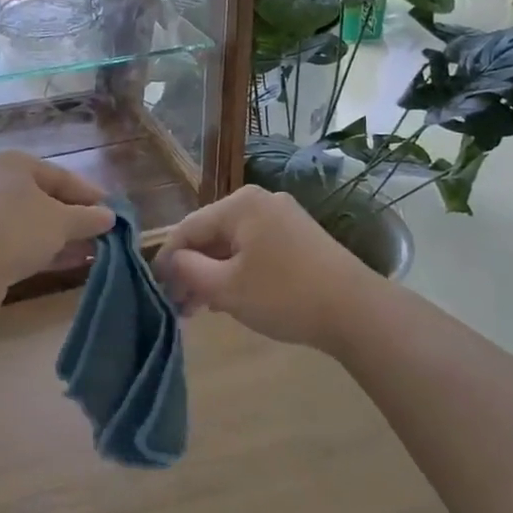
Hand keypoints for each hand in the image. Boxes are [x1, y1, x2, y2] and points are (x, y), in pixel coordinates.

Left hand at [0, 151, 115, 294]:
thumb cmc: (16, 230)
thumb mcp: (61, 222)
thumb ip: (88, 217)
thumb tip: (109, 216)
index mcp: (13, 163)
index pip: (61, 175)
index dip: (90, 194)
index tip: (114, 211)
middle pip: (45, 198)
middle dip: (76, 218)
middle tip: (104, 233)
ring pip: (32, 222)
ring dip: (62, 236)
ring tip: (93, 251)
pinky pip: (18, 240)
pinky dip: (43, 249)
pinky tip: (68, 262)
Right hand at [155, 185, 385, 350]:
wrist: (357, 311)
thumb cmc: (284, 295)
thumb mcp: (226, 288)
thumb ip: (188, 270)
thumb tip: (172, 262)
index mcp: (240, 204)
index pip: (188, 227)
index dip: (167, 258)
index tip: (155, 288)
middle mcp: (261, 201)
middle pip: (211, 234)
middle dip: (192, 269)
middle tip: (179, 306)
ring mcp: (284, 217)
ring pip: (233, 244)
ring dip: (214, 273)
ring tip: (200, 308)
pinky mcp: (300, 236)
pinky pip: (255, 248)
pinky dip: (238, 270)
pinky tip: (231, 297)